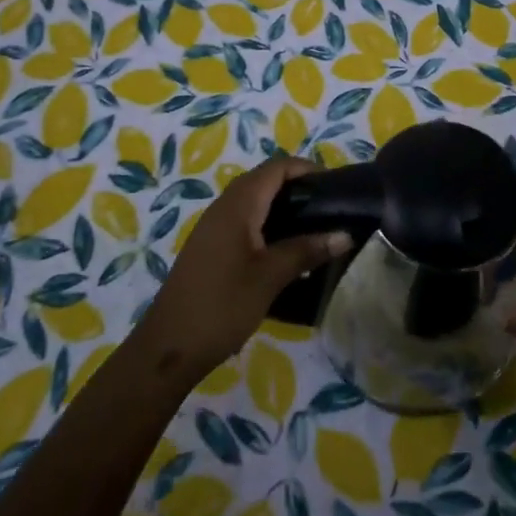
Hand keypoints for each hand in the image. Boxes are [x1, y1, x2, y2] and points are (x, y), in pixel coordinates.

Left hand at [136, 156, 350, 381]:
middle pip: (265, 180)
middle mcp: (224, 207)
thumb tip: (345, 234)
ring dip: (283, 207)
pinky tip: (286, 251)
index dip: (306, 169)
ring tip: (314, 228)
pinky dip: (269, 224)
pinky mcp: (211, 247)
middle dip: (298, 187)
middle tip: (329, 208)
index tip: (335, 186)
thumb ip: (307, 250)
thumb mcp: (270, 277)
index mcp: (238, 205)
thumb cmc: (222, 305)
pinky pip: (245, 221)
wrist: (169, 347)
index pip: (277, 167)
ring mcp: (214, 227)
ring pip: (254, 202)